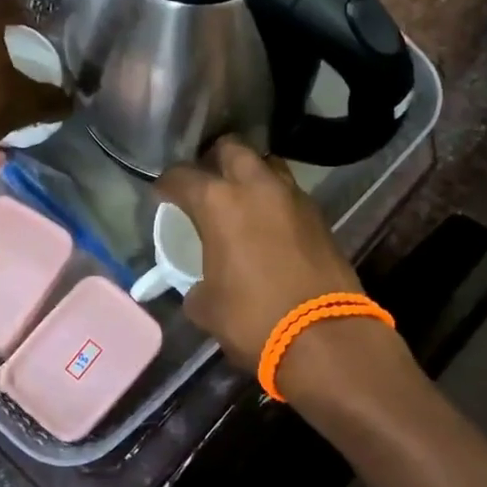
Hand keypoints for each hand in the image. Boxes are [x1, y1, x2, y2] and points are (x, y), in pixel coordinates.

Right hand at [156, 137, 365, 371]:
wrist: (324, 337)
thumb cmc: (253, 319)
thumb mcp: (207, 307)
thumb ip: (196, 285)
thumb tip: (200, 285)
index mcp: (219, 202)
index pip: (182, 176)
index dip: (166, 184)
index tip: (162, 196)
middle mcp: (257, 187)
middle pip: (232, 148)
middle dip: (214, 160)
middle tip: (206, 184)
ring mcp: (294, 197)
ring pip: (268, 164)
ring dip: (251, 175)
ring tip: (241, 200)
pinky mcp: (320, 216)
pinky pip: (290, 194)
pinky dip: (276, 201)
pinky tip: (269, 226)